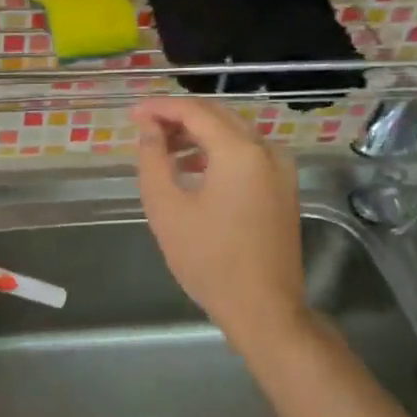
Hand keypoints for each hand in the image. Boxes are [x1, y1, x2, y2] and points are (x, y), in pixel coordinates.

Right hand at [134, 96, 307, 346]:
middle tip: (146, 128)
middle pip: (218, 115)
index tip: (133, 114)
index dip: (160, 108)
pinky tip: (194, 169)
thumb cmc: (209, 259)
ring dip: (199, 133)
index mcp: (239, 151)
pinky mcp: (283, 187)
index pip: (194, 111)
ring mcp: (280, 168)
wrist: (264, 308)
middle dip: (180, 116)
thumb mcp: (166, 208)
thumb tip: (149, 128)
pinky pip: (248, 152)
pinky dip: (219, 151)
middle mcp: (265, 150)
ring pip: (234, 132)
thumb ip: (152, 159)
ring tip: (164, 150)